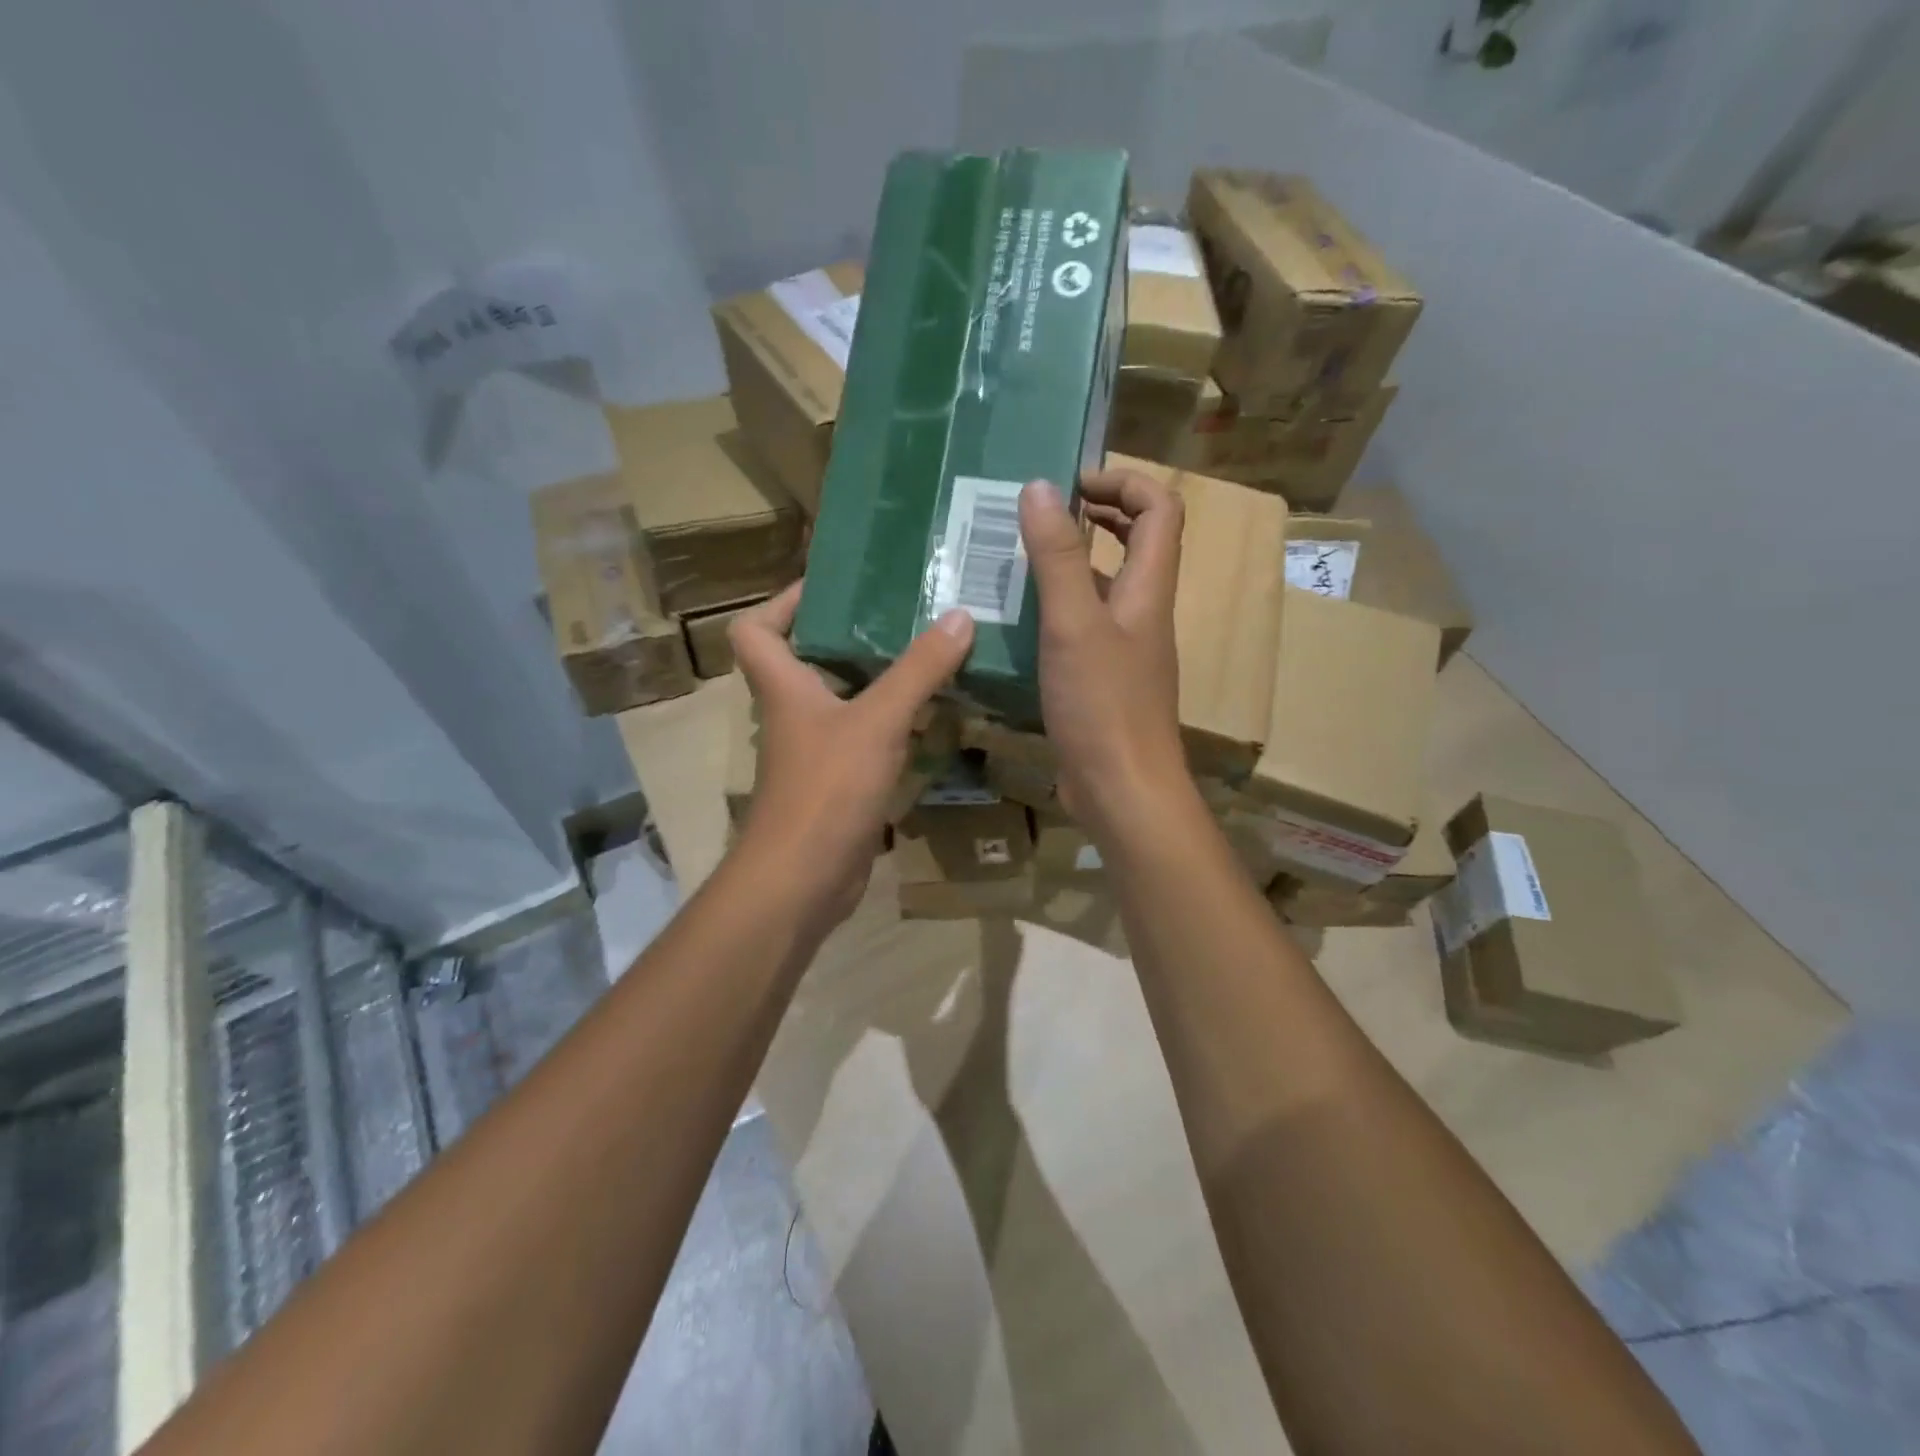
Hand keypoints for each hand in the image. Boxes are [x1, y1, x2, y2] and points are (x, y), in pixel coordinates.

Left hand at [728, 582, 974, 928]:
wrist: (802, 880)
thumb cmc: (826, 789)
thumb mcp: (877, 722)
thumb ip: (918, 670)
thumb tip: (958, 616)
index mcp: (784, 686)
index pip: (755, 629)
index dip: (782, 601)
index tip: (832, 586)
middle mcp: (793, 713)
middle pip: (806, 658)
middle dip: (848, 633)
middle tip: (901, 612)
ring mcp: (814, 751)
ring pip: (841, 699)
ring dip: (877, 678)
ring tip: (927, 652)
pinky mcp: (836, 783)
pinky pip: (863, 738)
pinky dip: (891, 723)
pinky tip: (932, 714)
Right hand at [1018, 472, 1189, 841]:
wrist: (1122, 788)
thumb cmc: (1103, 705)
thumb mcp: (1073, 624)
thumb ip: (1057, 557)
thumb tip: (1040, 487)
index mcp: (1149, 589)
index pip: (1161, 510)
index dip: (1124, 483)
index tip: (1072, 484)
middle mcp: (1144, 612)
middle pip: (1140, 542)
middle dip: (1100, 514)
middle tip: (1046, 512)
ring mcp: (1125, 649)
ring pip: (1108, 586)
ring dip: (1073, 562)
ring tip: (1021, 558)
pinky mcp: (1104, 679)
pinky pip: (1086, 626)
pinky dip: (1059, 608)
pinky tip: (1019, 620)